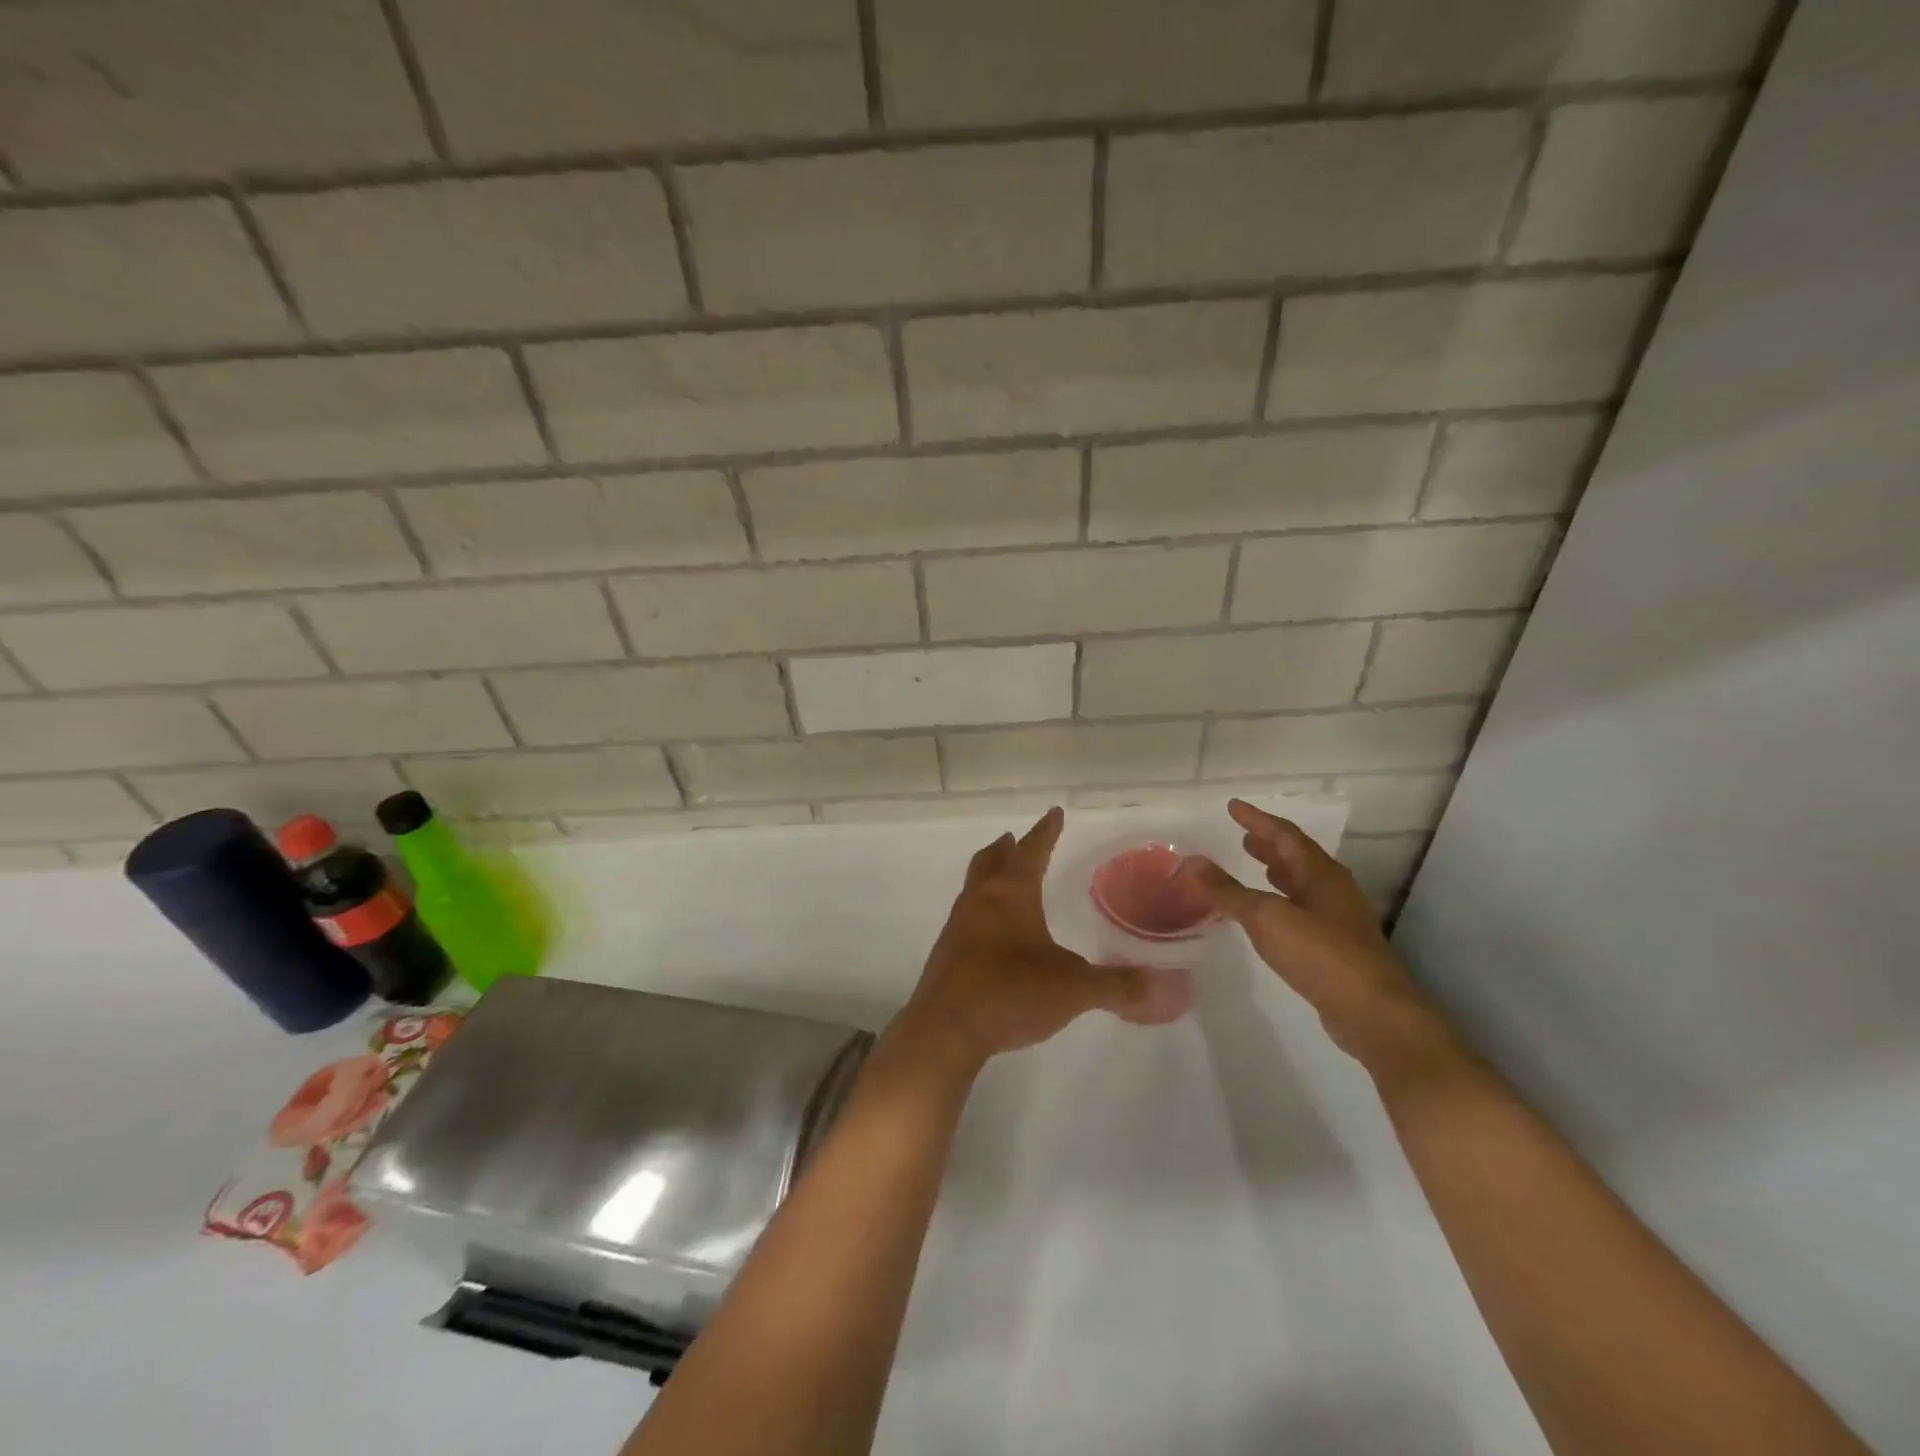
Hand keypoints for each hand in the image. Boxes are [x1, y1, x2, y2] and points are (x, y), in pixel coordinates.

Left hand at [891, 808, 1190, 1073]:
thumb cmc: (1011, 992)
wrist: (946, 1029)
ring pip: (974, 886)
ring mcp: (958, 926)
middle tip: (1015, 838)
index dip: (1046, 832)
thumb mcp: (1074, 989)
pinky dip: (981, 908)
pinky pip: (966, 916)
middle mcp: (980, 900)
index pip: (1032, 850)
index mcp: (1011, 894)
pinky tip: (991, 932)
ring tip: (1003, 877)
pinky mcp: (947, 953)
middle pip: (991, 860)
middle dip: (1007, 848)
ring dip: (989, 875)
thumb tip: (1168, 987)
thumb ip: (1120, 986)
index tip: (1053, 813)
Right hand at [1186, 800, 1455, 1073]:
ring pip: (1304, 883)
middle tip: (1243, 837)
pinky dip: (1284, 900)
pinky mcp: (1339, 946)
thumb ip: (1228, 891)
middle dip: (1270, 845)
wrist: (1372, 1011)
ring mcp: (1340, 918)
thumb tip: (1192, 862)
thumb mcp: (1265, 917)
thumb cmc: (1319, 953)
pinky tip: (1272, 914)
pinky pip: (1305, 908)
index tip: (1233, 806)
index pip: (1284, 834)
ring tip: (1256, 866)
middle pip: (1298, 857)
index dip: (1257, 819)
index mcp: (1320, 873)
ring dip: (1279, 872)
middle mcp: (1334, 889)